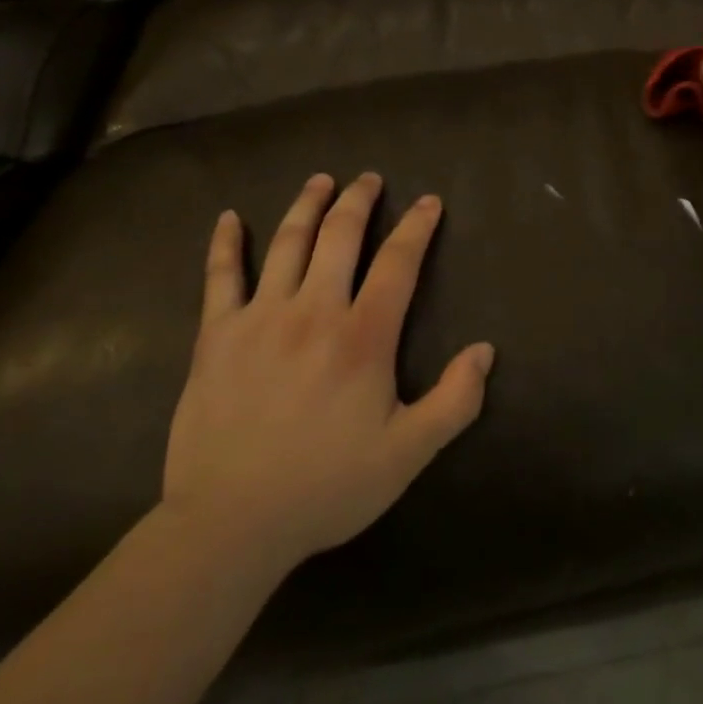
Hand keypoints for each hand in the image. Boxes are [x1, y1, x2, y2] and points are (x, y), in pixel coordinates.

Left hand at [161, 173, 494, 571]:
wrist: (230, 525)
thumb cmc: (326, 487)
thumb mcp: (407, 455)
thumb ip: (454, 401)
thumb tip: (486, 350)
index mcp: (362, 336)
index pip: (398, 262)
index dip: (417, 227)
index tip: (429, 202)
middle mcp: (314, 310)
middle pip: (340, 236)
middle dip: (359, 201)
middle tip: (369, 179)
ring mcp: (260, 317)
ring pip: (287, 243)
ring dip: (306, 205)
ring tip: (321, 180)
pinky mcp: (216, 335)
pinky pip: (220, 277)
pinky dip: (225, 243)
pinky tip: (228, 218)